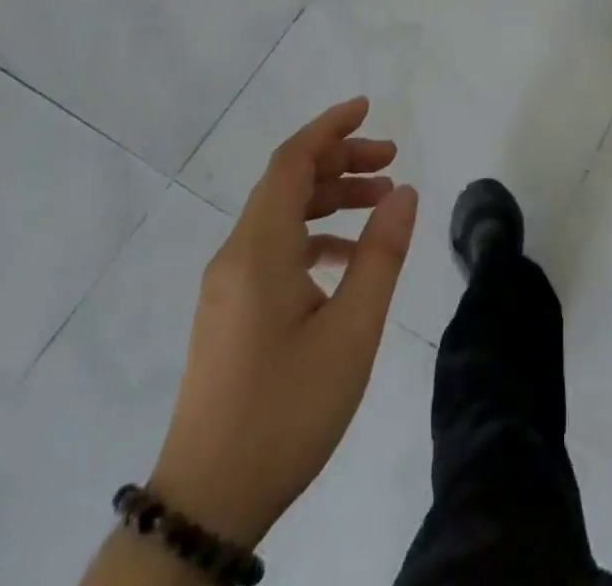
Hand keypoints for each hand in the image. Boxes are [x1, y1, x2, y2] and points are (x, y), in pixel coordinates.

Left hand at [148, 97, 418, 543]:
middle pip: (287, 183)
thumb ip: (381, 254)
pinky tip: (349, 259)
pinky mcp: (231, 312)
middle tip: (392, 160)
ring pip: (282, 216)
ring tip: (382, 204)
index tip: (368, 108)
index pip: (291, 162)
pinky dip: (316, 236)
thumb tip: (405, 191)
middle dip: (341, 161)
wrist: (207, 504)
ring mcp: (229, 286)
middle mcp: (236, 256)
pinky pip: (275, 249)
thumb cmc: (286, 410)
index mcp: (259, 251)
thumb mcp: (351, 331)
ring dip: (331, 199)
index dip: (329, 128)